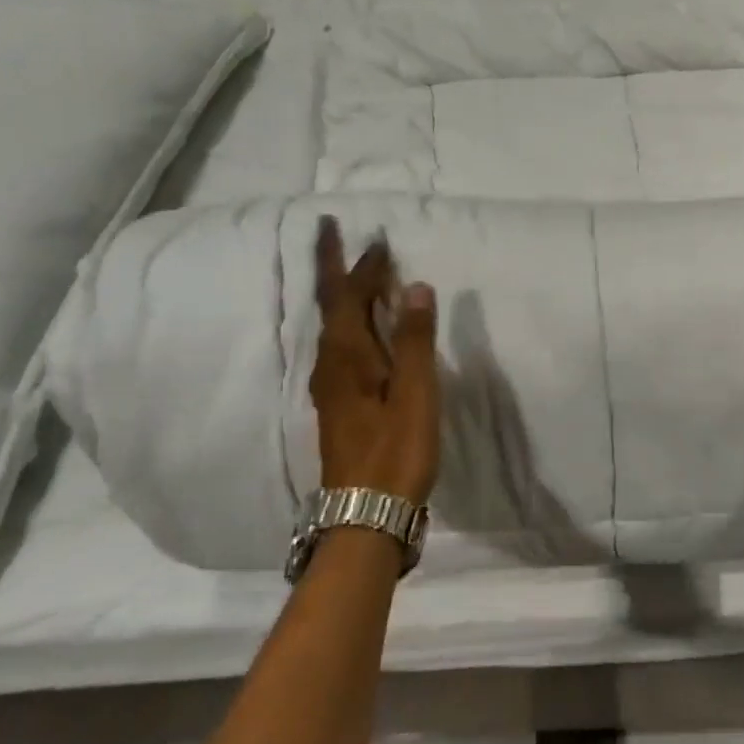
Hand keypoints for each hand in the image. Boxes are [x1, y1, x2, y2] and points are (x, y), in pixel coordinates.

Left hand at [309, 219, 440, 506]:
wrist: (367, 513)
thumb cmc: (396, 451)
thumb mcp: (414, 393)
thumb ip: (414, 340)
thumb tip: (413, 286)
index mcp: (347, 356)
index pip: (350, 297)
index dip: (364, 266)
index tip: (378, 239)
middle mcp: (330, 365)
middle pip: (329, 305)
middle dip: (331, 266)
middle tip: (329, 231)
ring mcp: (330, 386)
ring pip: (331, 326)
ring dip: (338, 293)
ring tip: (350, 271)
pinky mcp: (338, 403)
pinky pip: (339, 345)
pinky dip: (347, 321)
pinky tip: (359, 330)